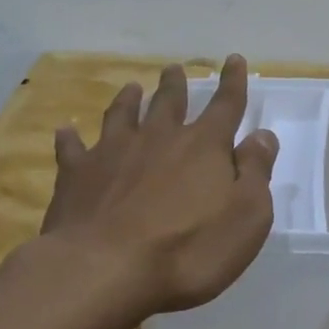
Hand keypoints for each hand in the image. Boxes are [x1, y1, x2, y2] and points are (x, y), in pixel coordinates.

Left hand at [43, 56, 278, 313]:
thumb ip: (256, 172)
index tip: (232, 59)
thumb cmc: (189, 249)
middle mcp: (158, 138)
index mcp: (204, 147)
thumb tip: (262, 135)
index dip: (232, 82)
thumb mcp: (247, 216)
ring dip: (128, 100)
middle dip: (175, 85)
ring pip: (122, 116)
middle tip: (174, 69)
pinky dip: (71, 138)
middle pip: (169, 103)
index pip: (225, 105)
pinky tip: (67, 131)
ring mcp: (113, 153)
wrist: (105, 269)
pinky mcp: (77, 176)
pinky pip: (73, 149)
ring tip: (132, 88)